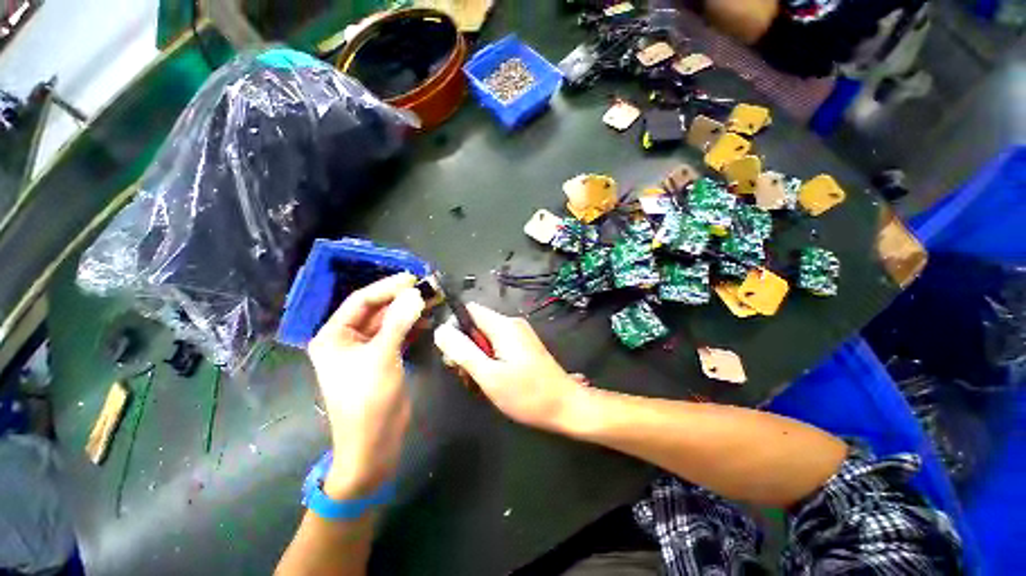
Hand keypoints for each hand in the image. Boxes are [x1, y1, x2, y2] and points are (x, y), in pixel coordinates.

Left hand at [308, 273, 424, 496]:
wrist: (374, 443)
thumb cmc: (369, 400)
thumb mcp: (382, 357)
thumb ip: (398, 322)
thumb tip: (415, 294)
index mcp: (334, 335)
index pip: (361, 301)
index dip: (387, 287)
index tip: (413, 278)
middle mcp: (348, 339)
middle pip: (376, 309)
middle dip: (401, 298)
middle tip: (427, 287)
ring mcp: (367, 349)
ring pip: (389, 321)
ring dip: (409, 310)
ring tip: (432, 299)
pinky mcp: (383, 358)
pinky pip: (397, 334)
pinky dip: (412, 326)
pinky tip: (427, 319)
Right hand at [433, 303, 585, 431]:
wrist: (565, 406)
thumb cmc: (527, 394)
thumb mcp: (489, 376)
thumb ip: (463, 352)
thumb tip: (441, 330)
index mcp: (503, 325)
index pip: (469, 310)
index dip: (454, 326)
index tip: (451, 352)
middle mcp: (512, 323)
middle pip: (476, 324)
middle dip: (465, 346)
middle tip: (465, 374)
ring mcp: (520, 334)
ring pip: (486, 337)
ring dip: (476, 356)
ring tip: (480, 381)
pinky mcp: (524, 345)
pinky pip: (498, 344)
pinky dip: (489, 358)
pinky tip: (493, 379)